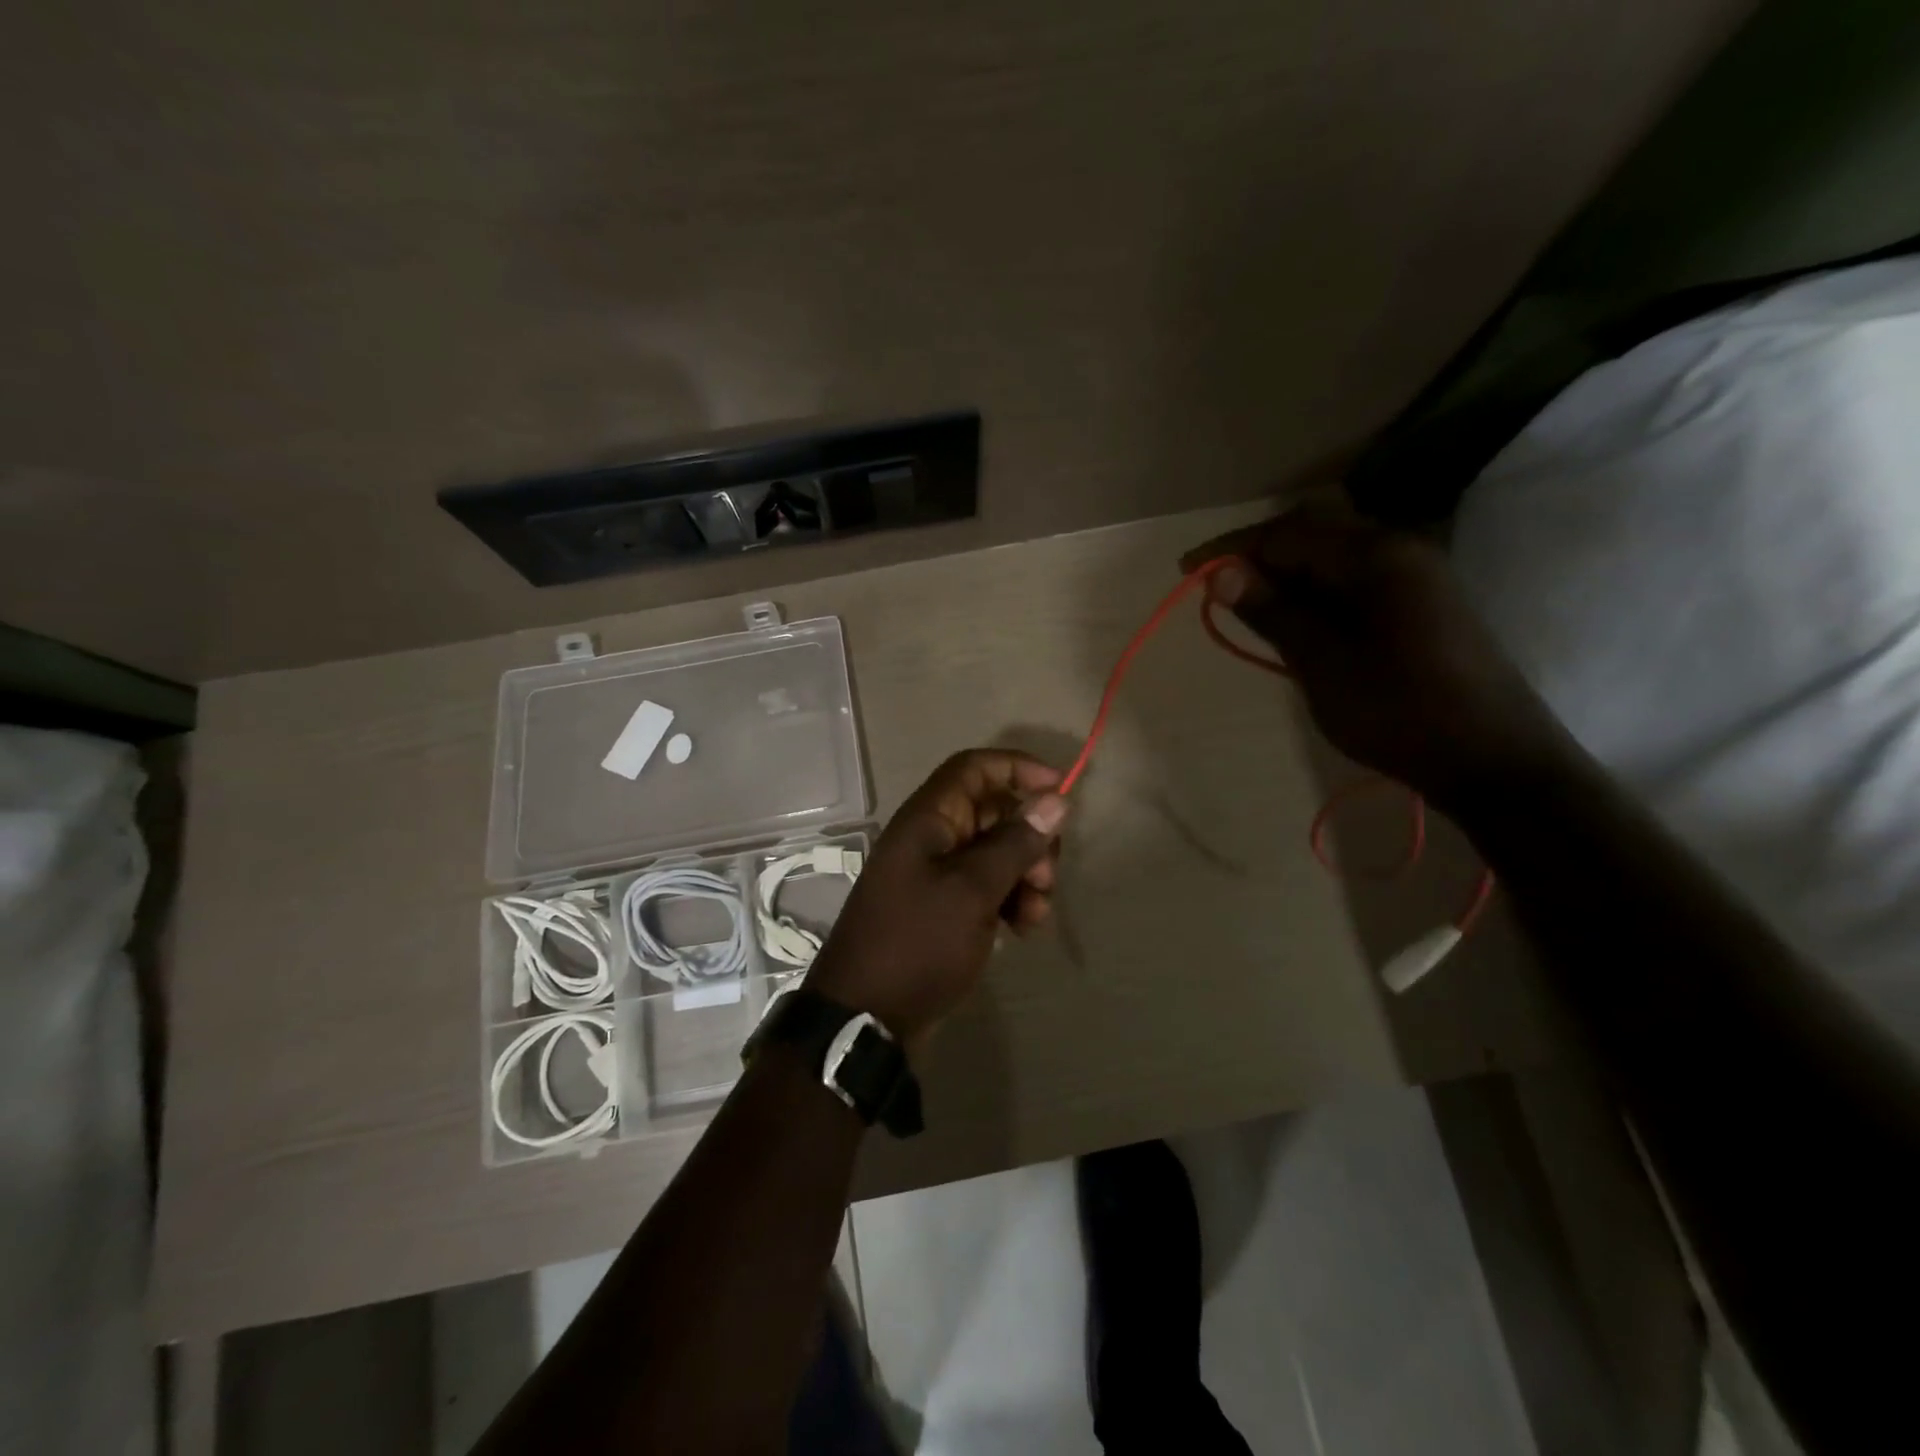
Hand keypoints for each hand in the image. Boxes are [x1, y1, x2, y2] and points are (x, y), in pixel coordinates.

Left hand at [805, 749, 1068, 1044]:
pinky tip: (1021, 929)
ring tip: (1035, 914)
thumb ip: (1015, 843)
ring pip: (995, 853)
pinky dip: (1009, 900)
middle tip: (1047, 877)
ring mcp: (935, 874)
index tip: (1059, 790)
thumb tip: (1054, 798)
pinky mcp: (942, 907)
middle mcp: (931, 838)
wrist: (866, 1017)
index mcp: (928, 819)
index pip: (974, 767)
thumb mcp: (973, 890)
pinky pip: (985, 886)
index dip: (1017, 768)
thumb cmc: (918, 942)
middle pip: (993, 812)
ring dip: (1025, 876)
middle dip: (1029, 838)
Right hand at [1182, 499, 1561, 806]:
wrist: (1493, 761)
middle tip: (1214, 588)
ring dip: (1285, 576)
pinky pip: (1355, 581)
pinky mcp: (1423, 604)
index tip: (1185, 569)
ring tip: (1245, 605)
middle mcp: (1400, 551)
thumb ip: (1272, 611)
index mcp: (1376, 556)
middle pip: (1312, 535)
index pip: (1287, 535)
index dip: (1232, 549)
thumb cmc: (1398, 711)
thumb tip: (1219, 572)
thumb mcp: (1321, 663)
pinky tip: (1295, 621)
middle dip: (1257, 556)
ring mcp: (1417, 577)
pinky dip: (1315, 593)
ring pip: (1334, 559)